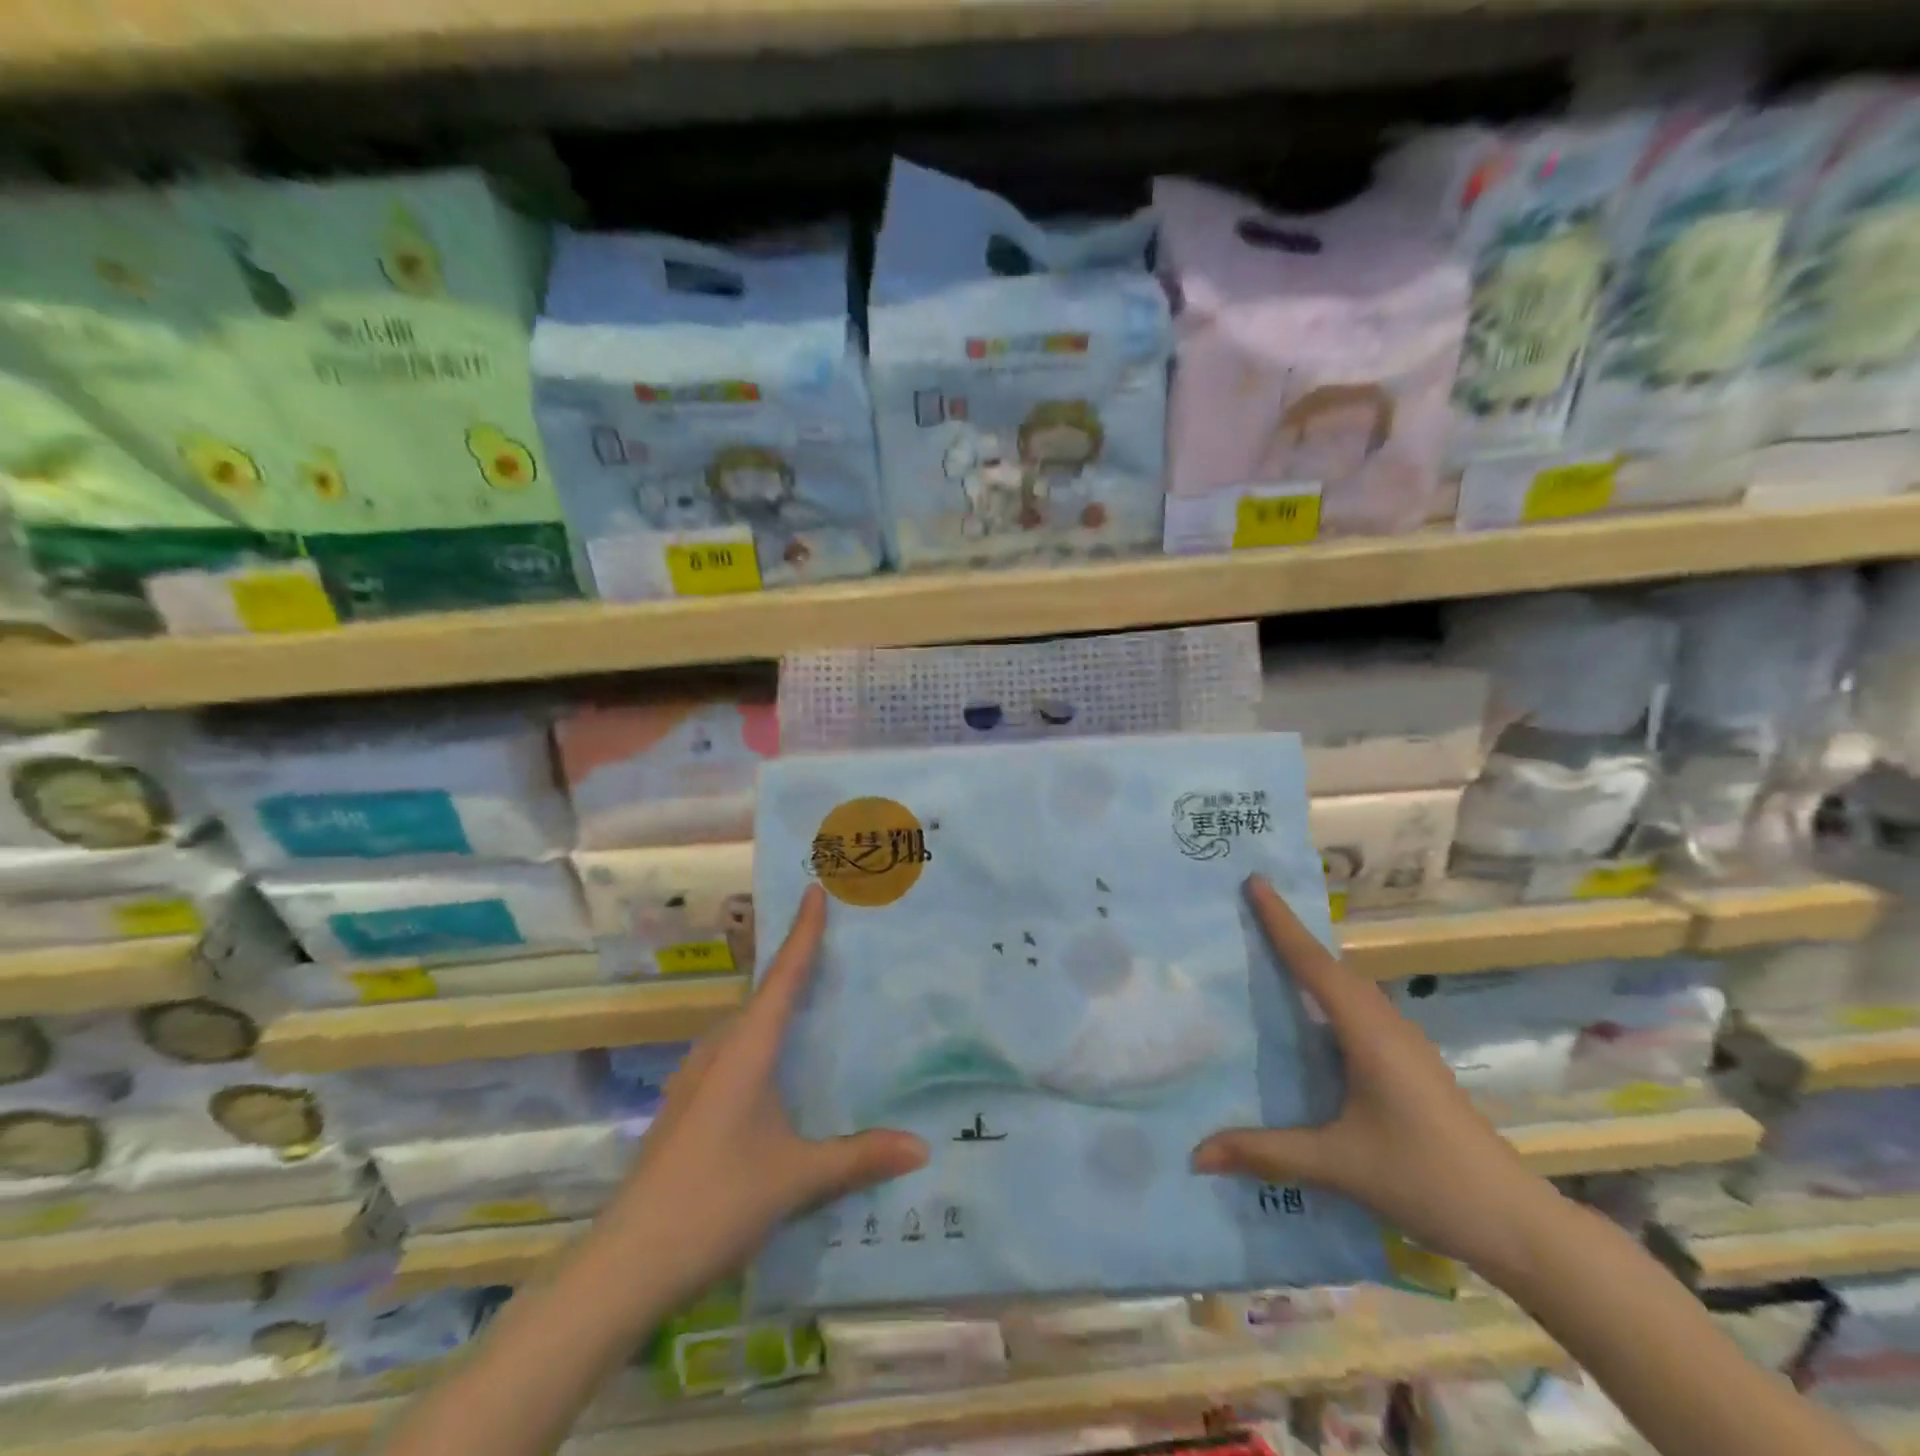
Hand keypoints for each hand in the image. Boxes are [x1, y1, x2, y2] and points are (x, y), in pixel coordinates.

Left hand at [606, 885, 927, 1295]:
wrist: (627, 1263)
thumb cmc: (717, 1201)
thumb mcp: (797, 1178)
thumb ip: (860, 1157)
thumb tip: (922, 1146)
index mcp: (746, 1049)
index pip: (783, 976)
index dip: (802, 932)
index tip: (813, 889)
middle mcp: (718, 1051)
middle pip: (762, 996)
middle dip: (794, 969)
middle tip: (834, 951)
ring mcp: (694, 1080)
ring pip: (743, 1028)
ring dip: (774, 1011)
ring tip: (812, 1009)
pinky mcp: (684, 1108)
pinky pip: (730, 1056)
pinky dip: (759, 1046)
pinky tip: (775, 1076)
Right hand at [1192, 876, 1561, 1274]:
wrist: (1517, 1224)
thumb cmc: (1425, 1179)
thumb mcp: (1337, 1165)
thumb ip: (1266, 1152)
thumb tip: (1197, 1154)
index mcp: (1368, 1033)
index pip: (1314, 964)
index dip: (1281, 922)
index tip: (1255, 882)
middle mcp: (1387, 1026)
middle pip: (1332, 967)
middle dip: (1292, 935)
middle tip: (1250, 911)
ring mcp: (1405, 1045)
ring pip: (1350, 989)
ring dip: (1313, 965)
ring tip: (1271, 956)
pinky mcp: (1412, 1066)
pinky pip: (1360, 1011)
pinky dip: (1329, 995)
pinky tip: (1313, 1020)